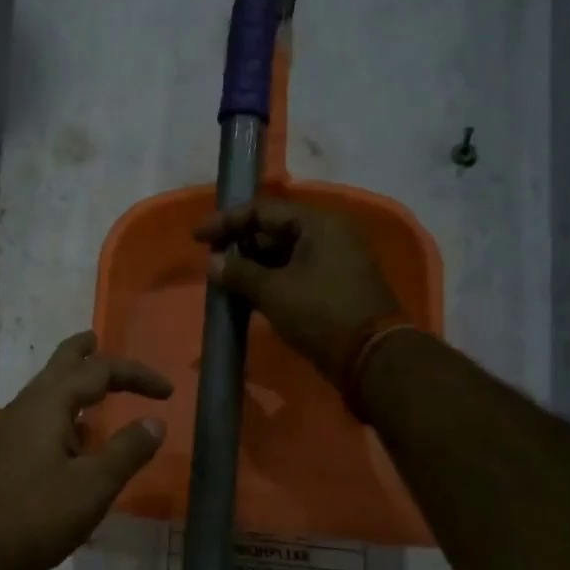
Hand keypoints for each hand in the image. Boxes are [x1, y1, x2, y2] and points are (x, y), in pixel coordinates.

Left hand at [0, 333, 170, 569]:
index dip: (135, 374)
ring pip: (46, 390)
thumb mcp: (94, 486)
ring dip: (73, 382)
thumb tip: (155, 422)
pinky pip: (39, 415)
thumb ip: (127, 450)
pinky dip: (63, 411)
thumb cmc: (40, 517)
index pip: (98, 371)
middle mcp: (25, 406)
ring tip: (96, 388)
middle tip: (99, 339)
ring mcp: (10, 429)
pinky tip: (75, 436)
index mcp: (47, 403)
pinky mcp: (5, 452)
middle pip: (60, 365)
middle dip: (84, 353)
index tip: (168, 392)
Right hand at [195, 200, 400, 380]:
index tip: (197, 238)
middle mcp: (329, 234)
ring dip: (253, 264)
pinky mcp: (334, 285)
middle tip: (211, 260)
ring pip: (283, 253)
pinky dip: (270, 279)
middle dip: (239, 244)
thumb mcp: (273, 291)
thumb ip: (238, 272)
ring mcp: (335, 260)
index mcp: (318, 224)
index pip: (262, 210)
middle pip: (274, 229)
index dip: (226, 221)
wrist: (372, 358)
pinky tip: (247, 293)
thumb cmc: (321, 314)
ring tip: (224, 279)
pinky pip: (294, 271)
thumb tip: (212, 263)